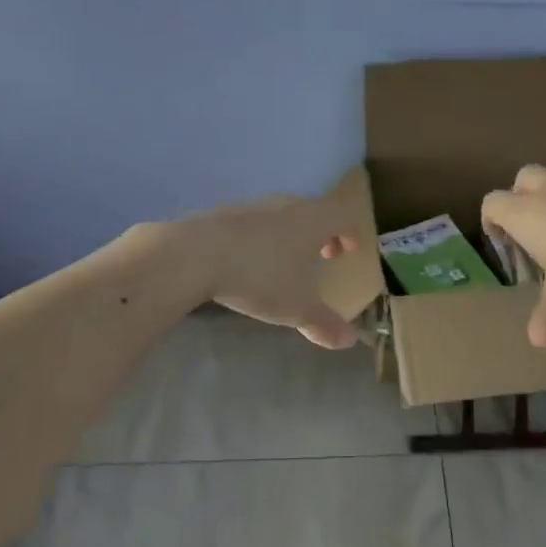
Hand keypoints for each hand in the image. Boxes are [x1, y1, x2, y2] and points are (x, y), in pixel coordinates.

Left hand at [188, 195, 359, 349]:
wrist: (194, 255)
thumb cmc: (260, 276)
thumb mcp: (297, 307)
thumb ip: (324, 323)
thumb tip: (349, 340)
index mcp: (312, 220)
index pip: (342, 216)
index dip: (351, 232)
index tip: (350, 250)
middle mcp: (286, 205)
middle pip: (313, 212)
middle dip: (322, 233)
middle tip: (323, 255)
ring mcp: (253, 206)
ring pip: (282, 215)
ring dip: (291, 234)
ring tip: (285, 261)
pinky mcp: (223, 214)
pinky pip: (254, 223)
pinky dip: (262, 237)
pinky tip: (249, 261)